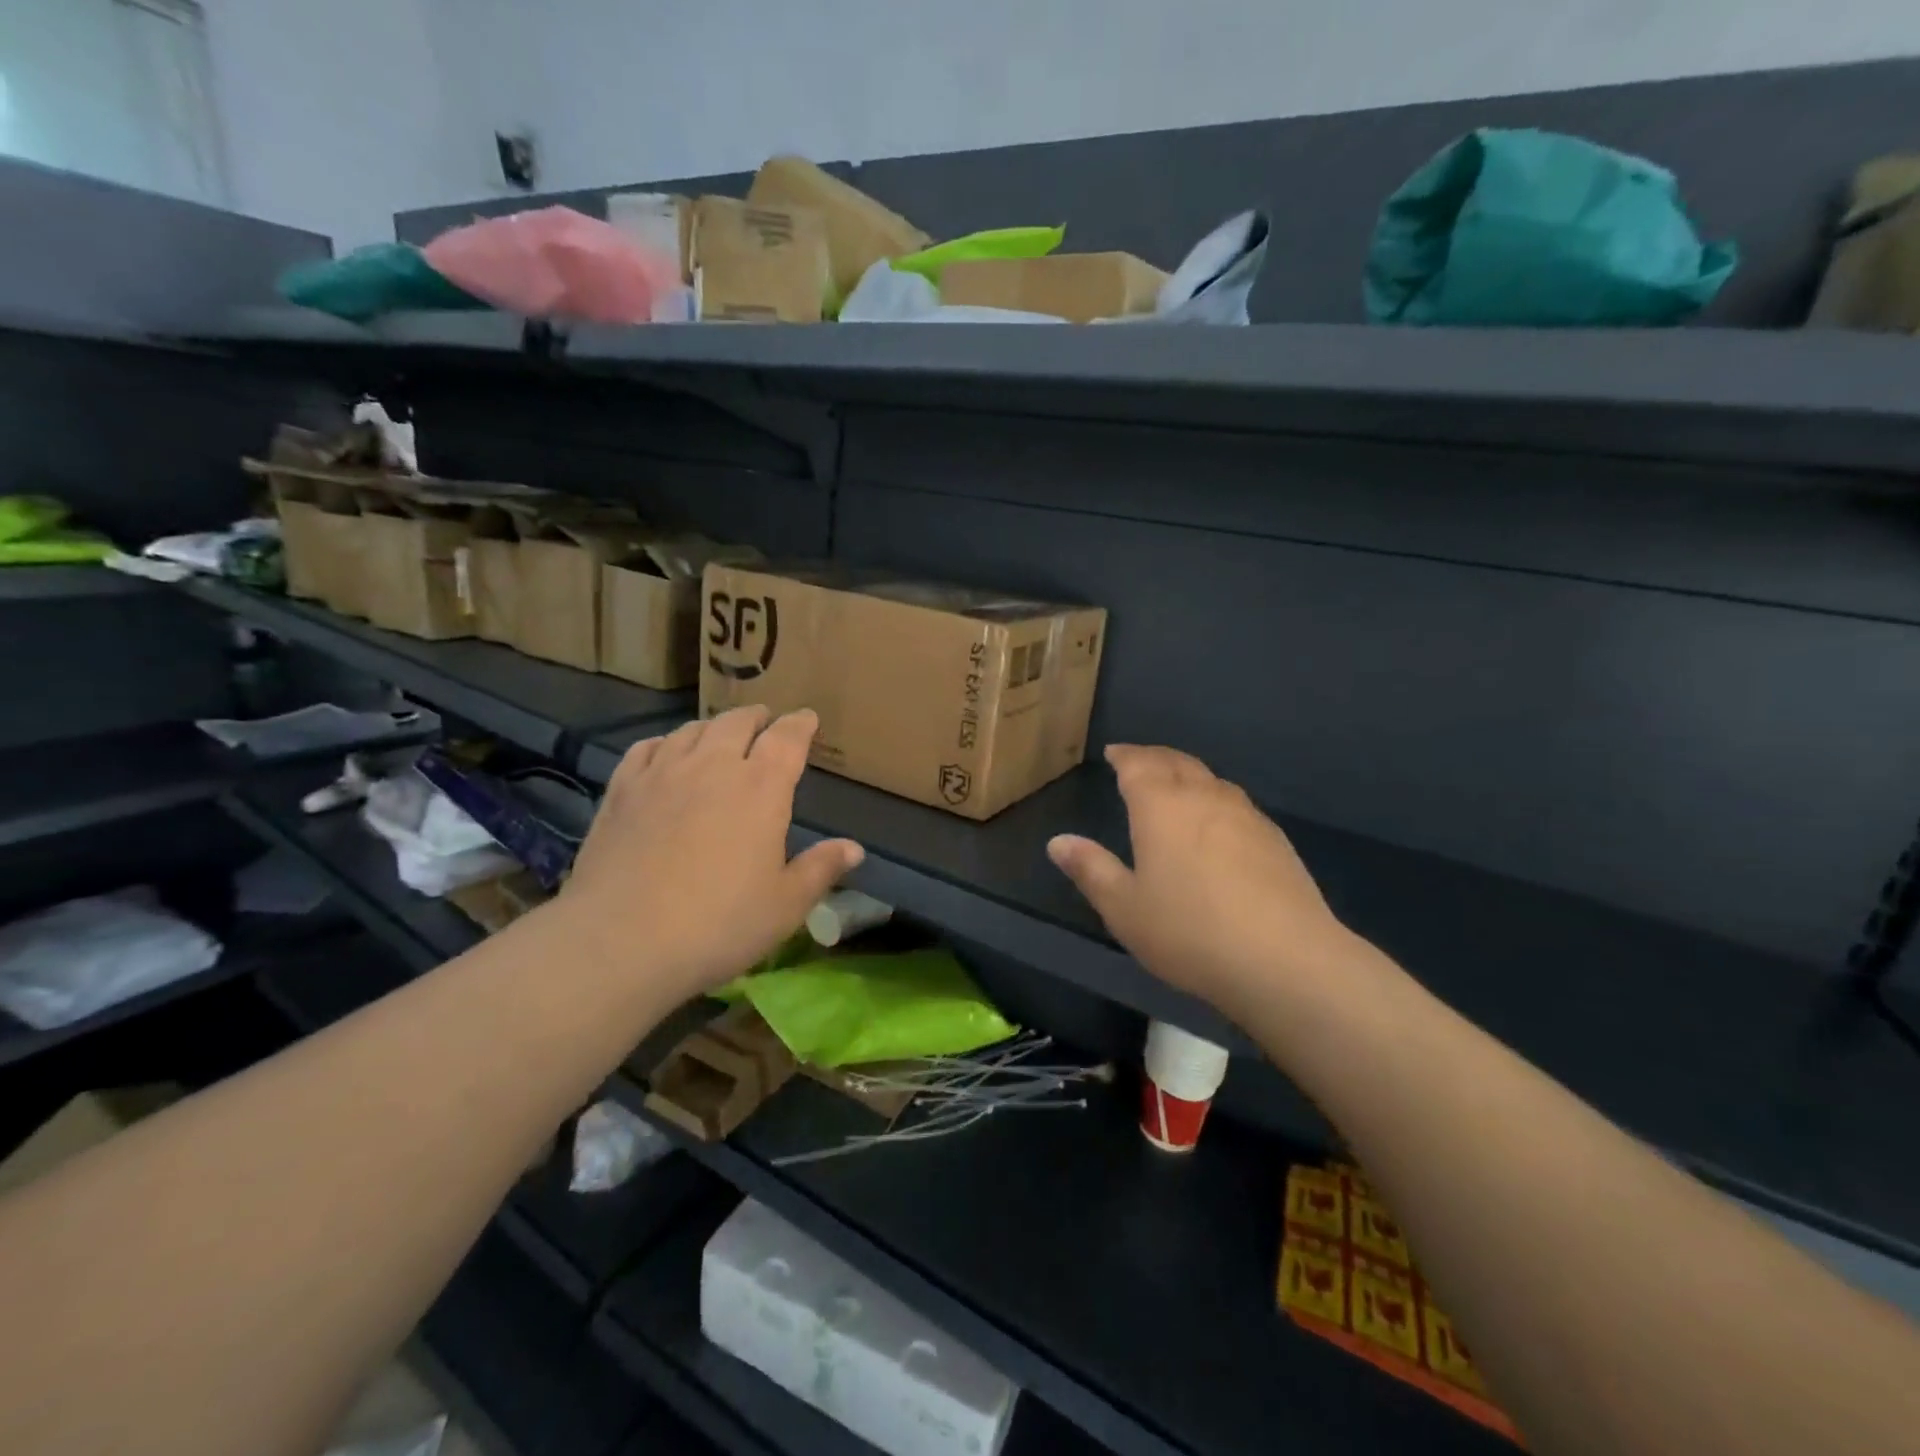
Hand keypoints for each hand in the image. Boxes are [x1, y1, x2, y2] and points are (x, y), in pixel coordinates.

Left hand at [562, 707, 863, 998]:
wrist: (621, 942)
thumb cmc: (719, 925)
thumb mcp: (785, 905)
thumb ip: (820, 869)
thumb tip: (854, 848)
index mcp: (761, 788)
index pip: (787, 739)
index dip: (800, 724)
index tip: (807, 718)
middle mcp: (713, 767)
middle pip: (737, 723)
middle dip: (757, 717)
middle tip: (766, 720)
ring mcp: (662, 775)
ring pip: (692, 731)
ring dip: (713, 727)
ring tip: (720, 734)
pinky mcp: (621, 791)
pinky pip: (646, 749)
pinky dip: (665, 742)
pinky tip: (666, 751)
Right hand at [1047, 745, 1353, 1017]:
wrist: (1285, 959)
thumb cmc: (1189, 932)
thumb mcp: (1124, 908)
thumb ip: (1091, 870)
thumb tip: (1058, 841)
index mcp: (1161, 806)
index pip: (1139, 765)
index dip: (1124, 756)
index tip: (1113, 753)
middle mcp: (1204, 797)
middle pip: (1177, 762)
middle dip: (1154, 757)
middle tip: (1138, 760)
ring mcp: (1246, 815)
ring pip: (1211, 779)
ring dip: (1187, 774)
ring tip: (1175, 785)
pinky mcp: (1275, 839)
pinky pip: (1236, 803)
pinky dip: (1215, 798)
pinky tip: (1216, 823)